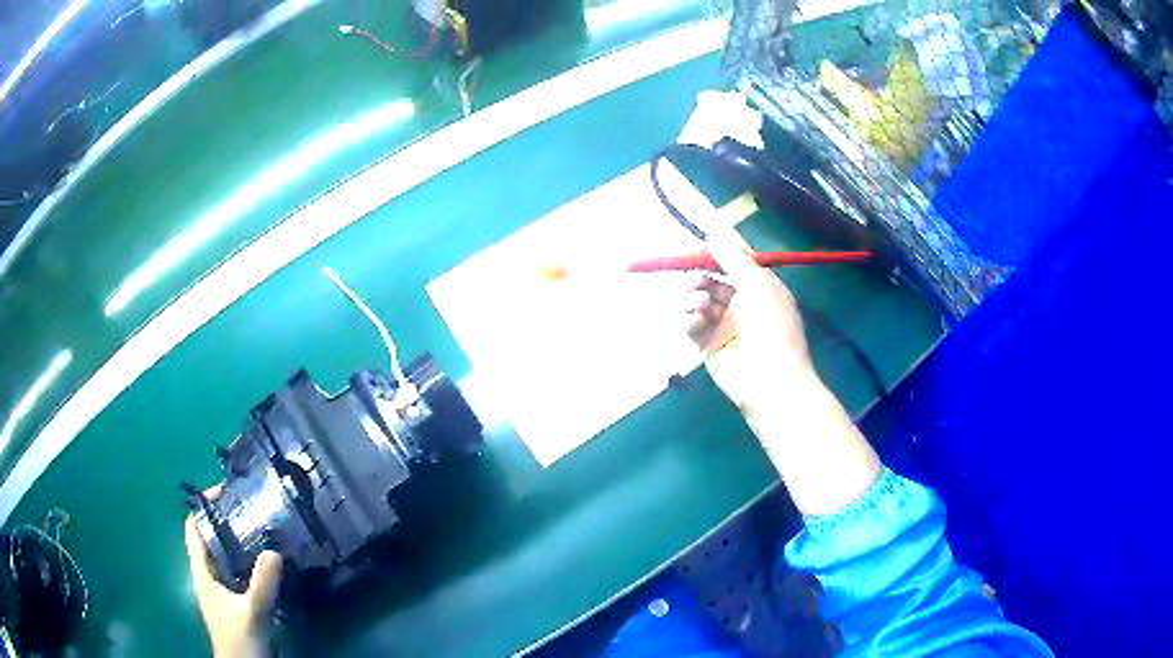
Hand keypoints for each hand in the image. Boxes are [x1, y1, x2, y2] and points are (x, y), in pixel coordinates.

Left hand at [185, 490, 282, 657]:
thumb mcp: (252, 613)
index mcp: (203, 572)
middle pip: (210, 538)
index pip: (194, 528)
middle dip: (226, 520)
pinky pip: (236, 571)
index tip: (226, 493)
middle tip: (251, 508)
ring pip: (224, 555)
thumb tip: (274, 551)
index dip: (204, 507)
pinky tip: (266, 564)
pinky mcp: (232, 602)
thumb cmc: (240, 641)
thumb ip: (262, 585)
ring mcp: (219, 590)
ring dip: (238, 541)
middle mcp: (208, 576)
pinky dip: (247, 561)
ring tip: (261, 529)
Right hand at [685, 228, 881, 515]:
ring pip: (697, 299)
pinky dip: (689, 318)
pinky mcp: (707, 345)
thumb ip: (735, 260)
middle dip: (699, 275)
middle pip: (711, 279)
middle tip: (695, 279)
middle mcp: (741, 303)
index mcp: (760, 287)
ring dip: (693, 296)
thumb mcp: (760, 286)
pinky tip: (697, 322)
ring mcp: (723, 324)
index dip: (715, 253)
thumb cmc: (774, 330)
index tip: (696, 247)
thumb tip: (712, 237)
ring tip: (700, 305)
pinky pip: (690, 323)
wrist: (771, 383)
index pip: (733, 262)